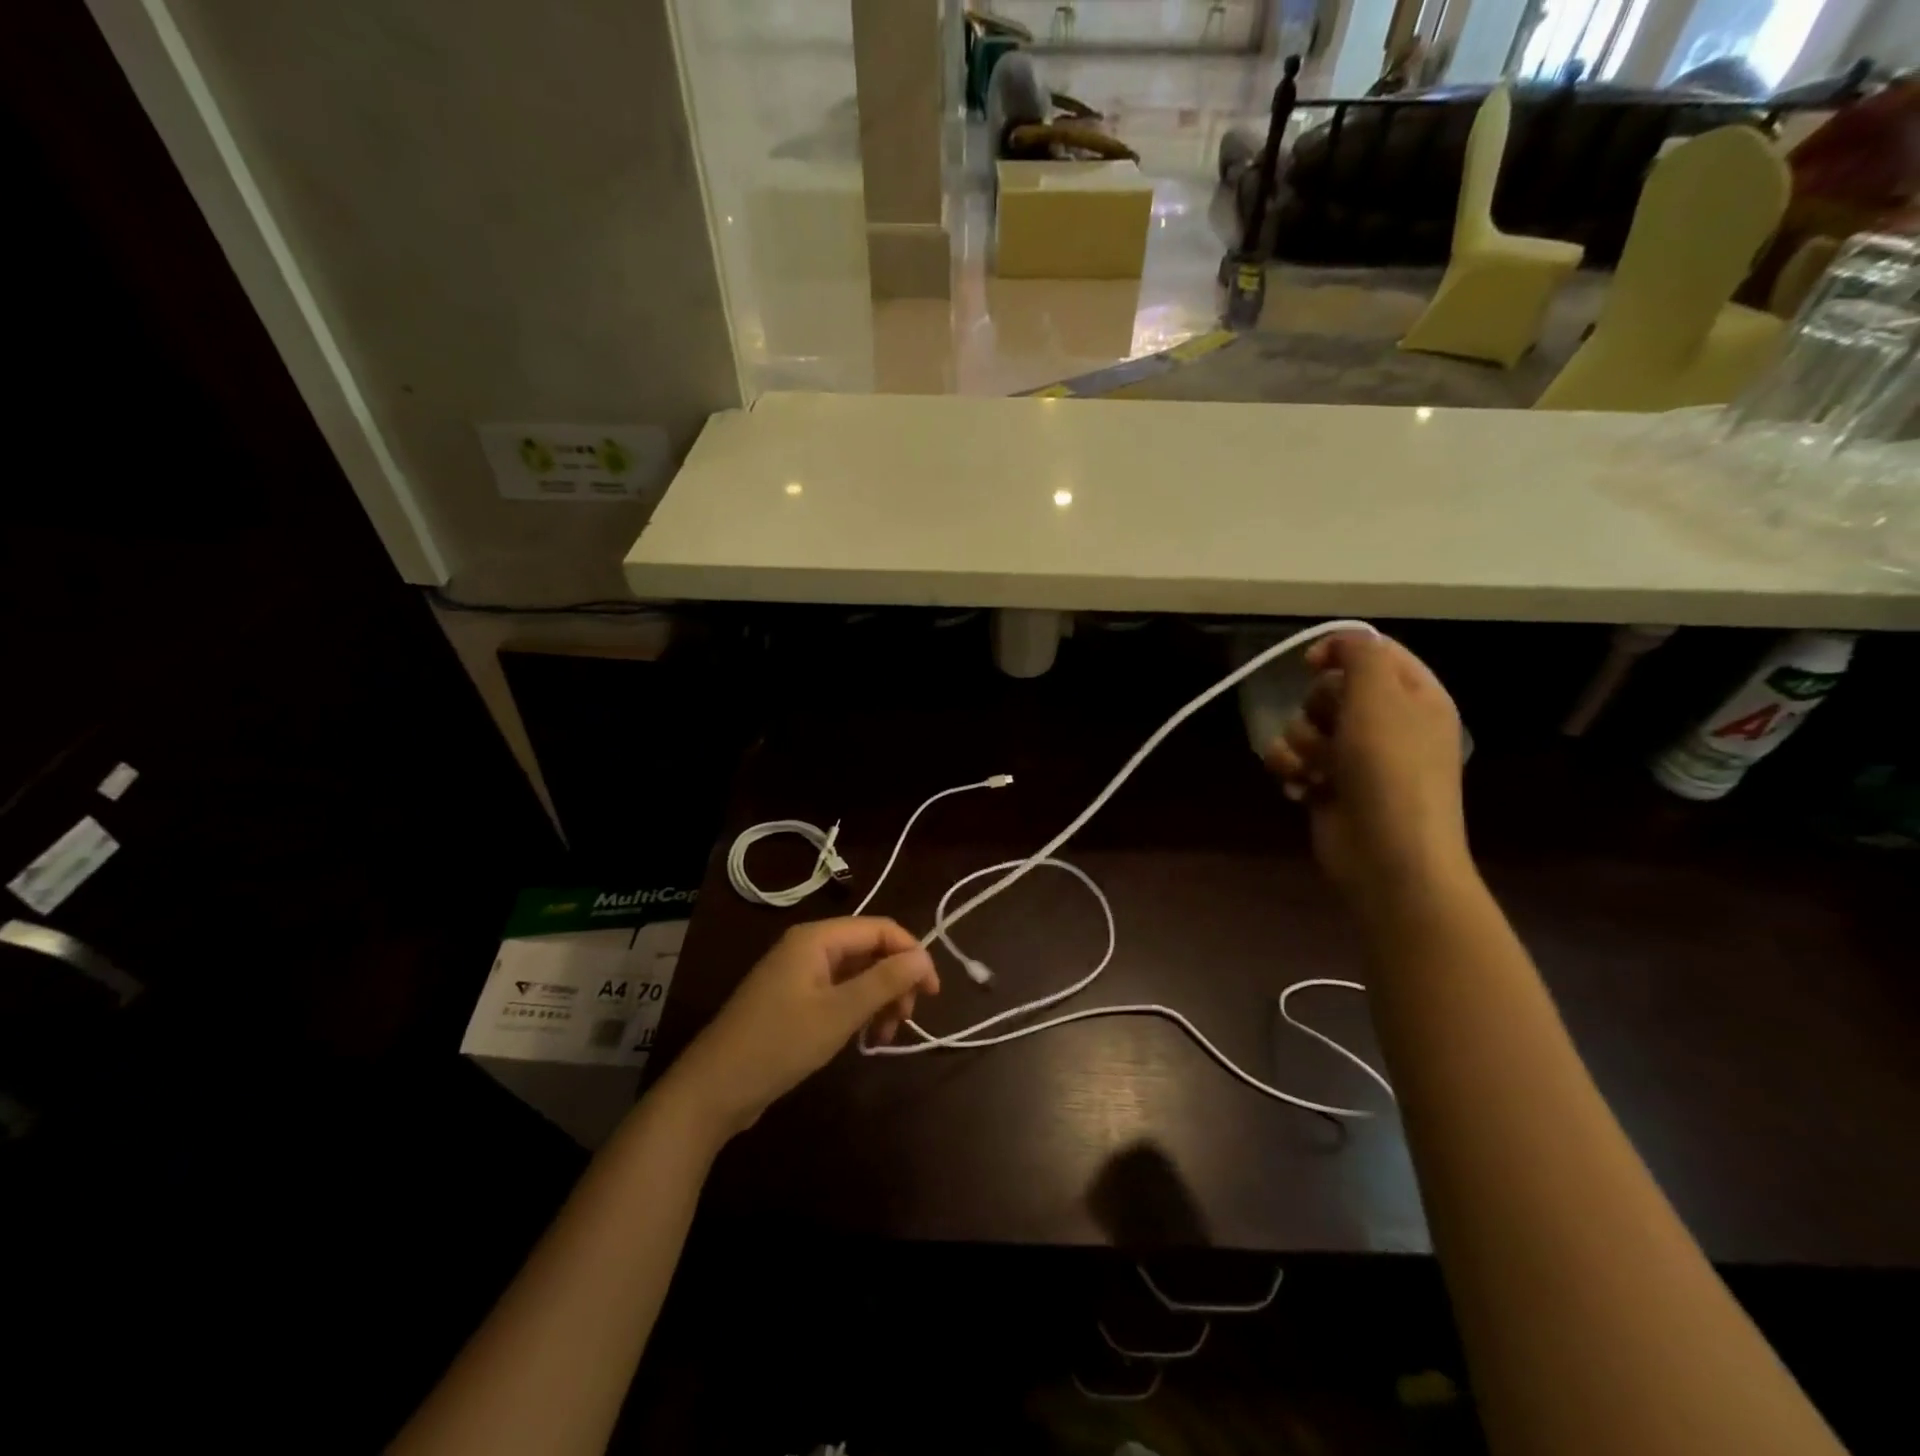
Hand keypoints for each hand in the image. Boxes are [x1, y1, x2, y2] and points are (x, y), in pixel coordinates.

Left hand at [664, 917, 938, 1139]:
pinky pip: (839, 993)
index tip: (933, 994)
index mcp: (817, 938)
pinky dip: (858, 1011)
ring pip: (857, 974)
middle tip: (907, 1020)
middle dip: (895, 981)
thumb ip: (884, 981)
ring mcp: (799, 974)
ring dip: (879, 1000)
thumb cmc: (778, 1045)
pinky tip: (863, 1039)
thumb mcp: (839, 1014)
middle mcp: (809, 947)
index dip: (913, 955)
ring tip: (884, 1037)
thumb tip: (923, 957)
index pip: (881, 929)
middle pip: (870, 950)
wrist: (713, 1090)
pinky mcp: (794, 1000)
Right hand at [1262, 632, 1470, 906]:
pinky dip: (1291, 771)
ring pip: (1305, 727)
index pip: (1374, 653)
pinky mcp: (1329, 787)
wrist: (1389, 857)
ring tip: (1315, 770)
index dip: (1339, 652)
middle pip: (1331, 690)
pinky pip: (1294, 761)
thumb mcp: (1380, 698)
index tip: (1310, 664)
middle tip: (1329, 731)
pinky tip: (1300, 788)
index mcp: (1415, 698)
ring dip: (1300, 745)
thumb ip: (1359, 655)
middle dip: (1316, 709)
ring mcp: (1357, 758)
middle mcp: (1387, 724)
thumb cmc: (1390, 771)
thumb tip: (1336, 643)